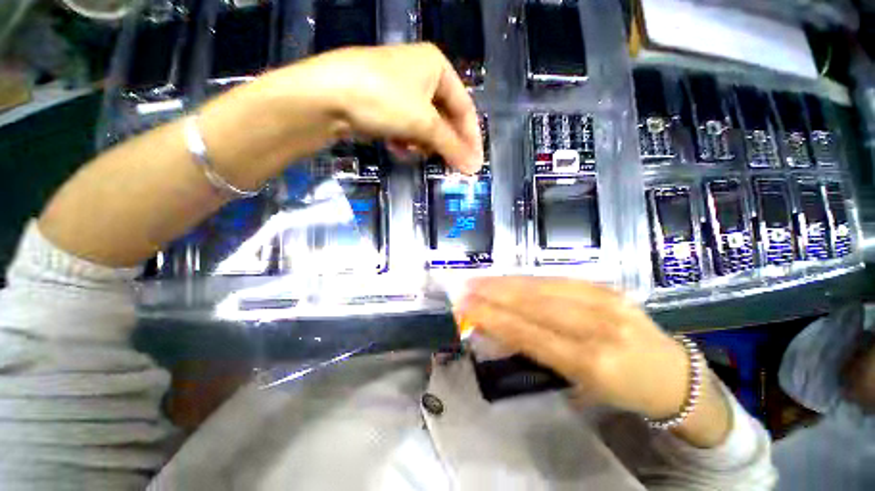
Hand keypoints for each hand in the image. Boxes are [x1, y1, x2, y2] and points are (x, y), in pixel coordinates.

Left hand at [268, 43, 482, 173]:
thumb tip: (475, 167)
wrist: (326, 96)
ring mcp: (399, 87)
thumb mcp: (424, 124)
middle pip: (444, 118)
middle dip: (444, 143)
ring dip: (422, 142)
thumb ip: (452, 147)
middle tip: (449, 166)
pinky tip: (397, 146)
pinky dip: (405, 138)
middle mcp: (420, 72)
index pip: (465, 108)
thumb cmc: (384, 100)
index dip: (471, 138)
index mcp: (437, 66)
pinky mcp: (382, 101)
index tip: (475, 163)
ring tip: (413, 151)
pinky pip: (405, 125)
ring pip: (424, 124)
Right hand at [457, 277, 689, 418]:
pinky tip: (509, 277)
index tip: (465, 307)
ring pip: (542, 286)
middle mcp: (598, 326)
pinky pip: (557, 279)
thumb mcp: (578, 385)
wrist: (673, 374)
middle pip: (533, 304)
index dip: (493, 317)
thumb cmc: (621, 389)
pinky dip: (527, 278)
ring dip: (505, 282)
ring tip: (479, 279)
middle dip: (493, 294)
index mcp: (592, 362)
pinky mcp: (607, 286)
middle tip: (465, 287)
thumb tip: (497, 330)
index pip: (529, 333)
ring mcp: (605, 300)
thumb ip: (536, 353)